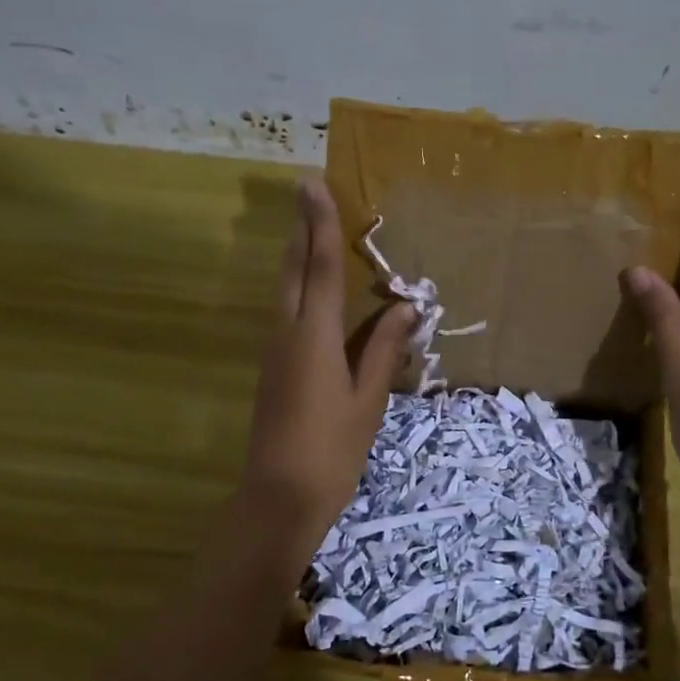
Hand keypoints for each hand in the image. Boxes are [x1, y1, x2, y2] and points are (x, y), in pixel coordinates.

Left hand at [238, 180, 416, 564]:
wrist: (278, 496)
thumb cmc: (332, 449)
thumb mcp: (368, 399)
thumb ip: (384, 349)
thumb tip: (406, 307)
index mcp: (314, 336)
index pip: (320, 267)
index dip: (320, 224)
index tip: (312, 184)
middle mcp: (287, 332)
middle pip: (293, 270)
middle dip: (300, 229)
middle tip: (307, 193)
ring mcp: (274, 350)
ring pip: (284, 290)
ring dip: (297, 256)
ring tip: (312, 230)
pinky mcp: (273, 368)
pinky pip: (286, 312)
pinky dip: (298, 288)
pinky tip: (312, 291)